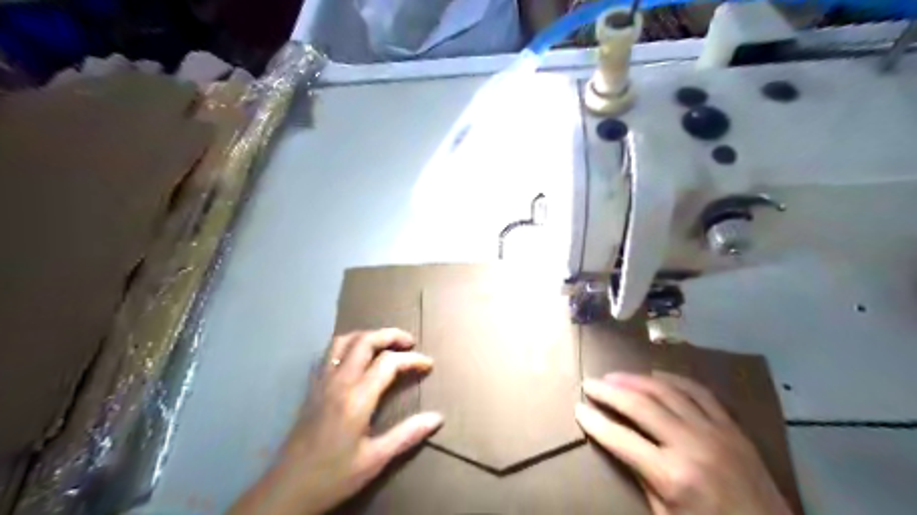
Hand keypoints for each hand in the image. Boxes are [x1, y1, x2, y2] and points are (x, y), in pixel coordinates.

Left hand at [229, 330, 443, 514]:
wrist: (286, 490)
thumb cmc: (334, 476)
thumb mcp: (375, 459)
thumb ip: (407, 435)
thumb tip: (437, 418)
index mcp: (357, 398)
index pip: (389, 362)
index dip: (412, 359)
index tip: (428, 365)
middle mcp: (339, 382)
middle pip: (365, 341)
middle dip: (390, 335)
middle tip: (409, 342)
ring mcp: (322, 382)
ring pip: (344, 341)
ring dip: (367, 335)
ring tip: (384, 343)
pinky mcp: (311, 387)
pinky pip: (328, 353)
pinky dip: (347, 345)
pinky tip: (355, 357)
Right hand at [574, 373, 792, 514]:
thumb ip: (643, 478)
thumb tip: (621, 444)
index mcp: (673, 477)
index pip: (621, 439)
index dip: (595, 422)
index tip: (578, 409)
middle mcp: (691, 445)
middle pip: (640, 405)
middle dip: (609, 392)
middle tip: (589, 383)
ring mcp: (715, 432)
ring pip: (666, 391)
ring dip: (635, 379)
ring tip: (614, 376)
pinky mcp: (732, 427)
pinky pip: (699, 392)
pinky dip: (674, 379)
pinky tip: (656, 374)